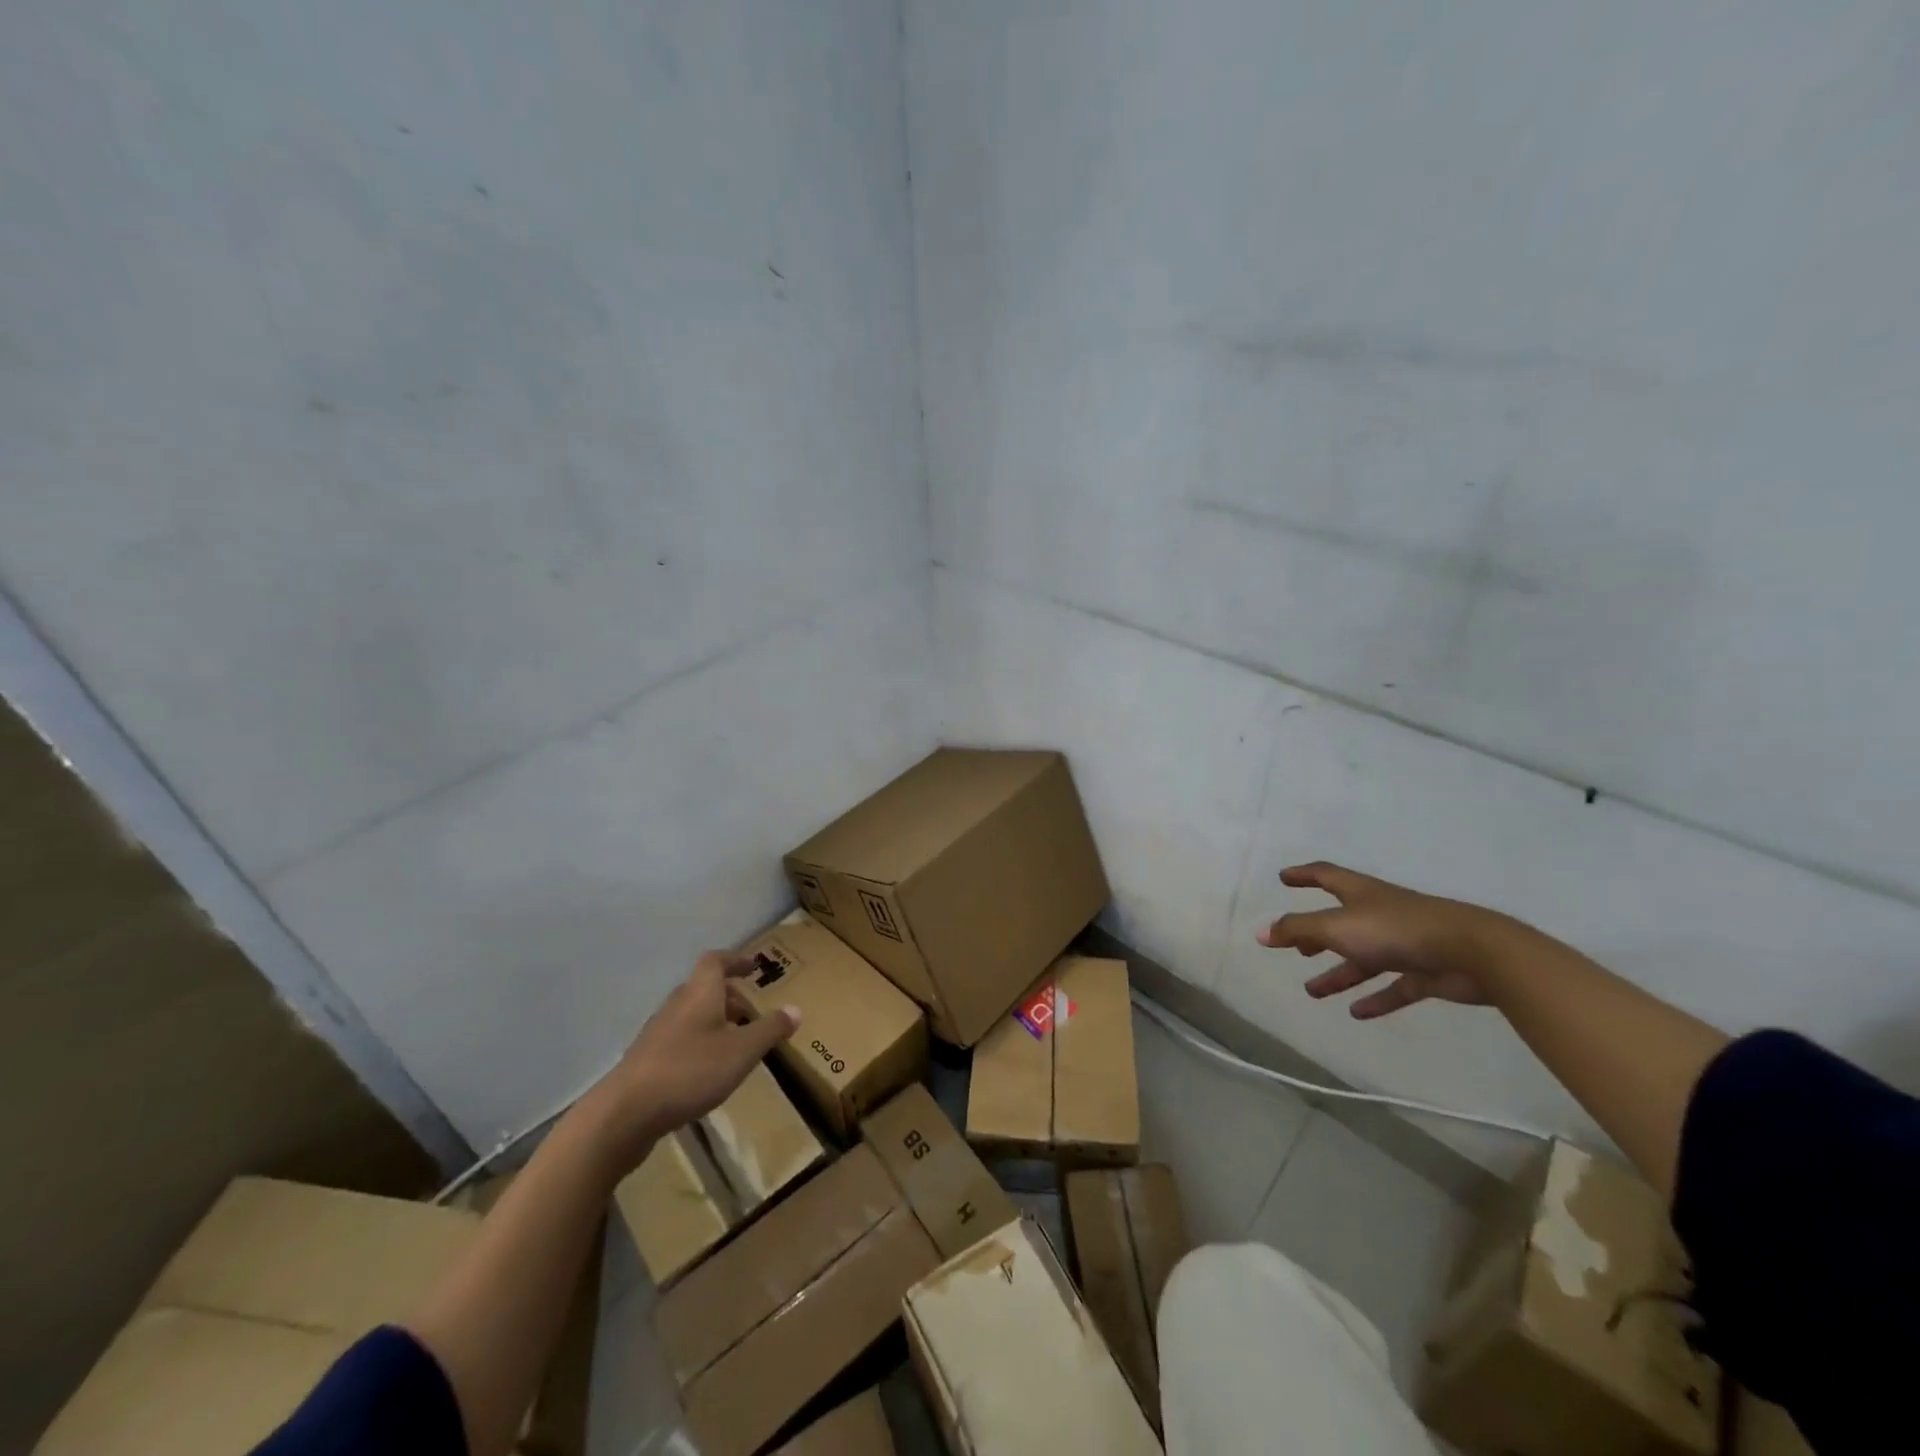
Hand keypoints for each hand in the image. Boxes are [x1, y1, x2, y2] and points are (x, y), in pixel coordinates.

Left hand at [582, 952, 799, 1166]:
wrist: (624, 1114)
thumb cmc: (690, 1071)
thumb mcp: (741, 1051)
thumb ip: (770, 1029)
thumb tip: (796, 1009)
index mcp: (699, 993)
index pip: (715, 961)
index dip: (735, 960)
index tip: (753, 967)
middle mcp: (676, 1005)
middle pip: (702, 989)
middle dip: (727, 996)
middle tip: (748, 1012)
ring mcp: (657, 1033)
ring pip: (690, 1015)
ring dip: (712, 1022)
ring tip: (733, 1043)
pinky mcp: (646, 1061)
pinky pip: (678, 1040)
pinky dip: (697, 1044)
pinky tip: (706, 1072)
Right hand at [1258, 862, 1524, 1018]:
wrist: (1473, 953)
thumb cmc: (1396, 930)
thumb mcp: (1337, 927)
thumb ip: (1297, 929)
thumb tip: (1262, 932)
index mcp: (1360, 893)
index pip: (1325, 876)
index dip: (1303, 875)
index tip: (1284, 878)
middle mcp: (1380, 913)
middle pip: (1341, 920)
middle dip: (1316, 933)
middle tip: (1296, 947)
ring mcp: (1404, 943)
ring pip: (1364, 957)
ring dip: (1338, 973)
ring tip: (1313, 991)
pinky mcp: (1426, 972)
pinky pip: (1394, 986)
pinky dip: (1376, 998)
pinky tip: (1357, 1013)